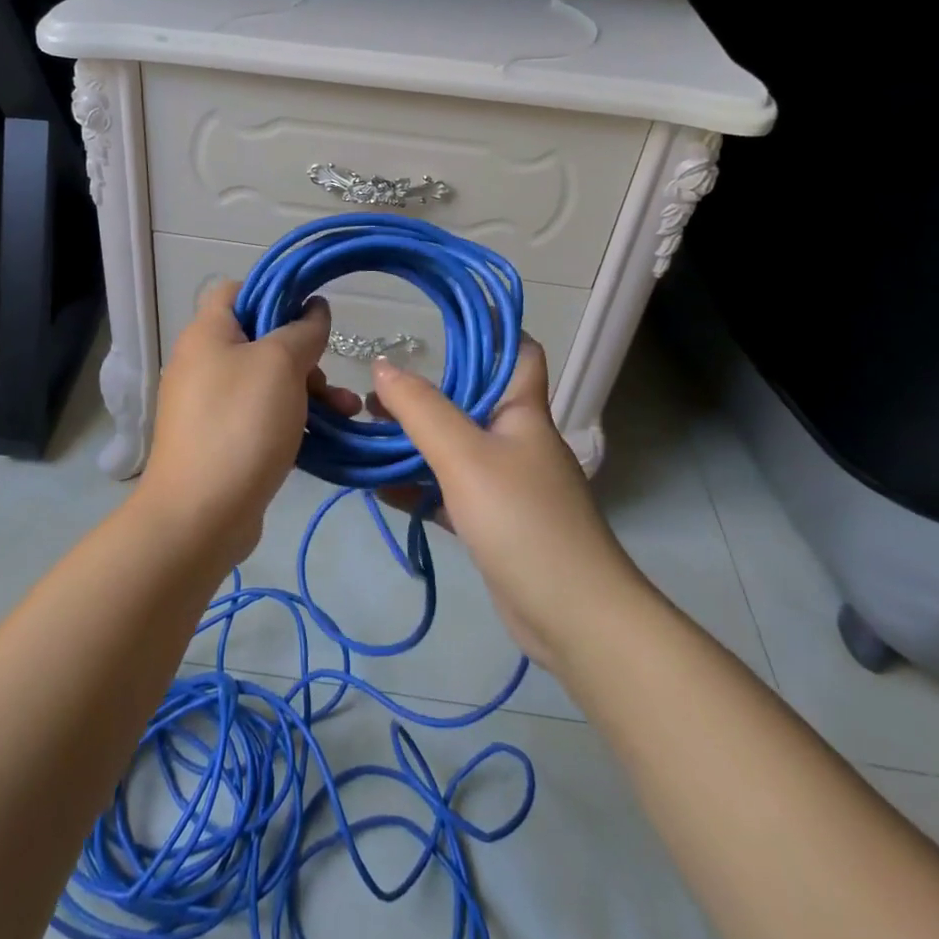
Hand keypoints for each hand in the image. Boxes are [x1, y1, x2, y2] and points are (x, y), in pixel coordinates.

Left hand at [140, 280, 360, 563]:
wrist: (199, 516)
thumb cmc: (240, 425)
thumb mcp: (280, 365)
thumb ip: (302, 330)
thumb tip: (314, 308)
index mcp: (207, 334)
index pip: (236, 290)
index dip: (274, 292)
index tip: (311, 312)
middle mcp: (203, 363)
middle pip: (259, 340)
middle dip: (303, 354)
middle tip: (328, 375)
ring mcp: (210, 406)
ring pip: (267, 382)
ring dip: (309, 390)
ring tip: (348, 411)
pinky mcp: (222, 441)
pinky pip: (262, 417)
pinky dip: (293, 420)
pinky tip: (327, 436)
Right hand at [369, 338, 643, 668]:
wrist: (571, 616)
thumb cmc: (522, 520)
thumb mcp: (465, 457)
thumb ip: (421, 410)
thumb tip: (382, 366)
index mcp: (523, 411)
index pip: (517, 352)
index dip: (488, 330)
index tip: (438, 322)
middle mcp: (516, 440)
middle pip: (471, 400)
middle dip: (426, 391)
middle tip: (376, 388)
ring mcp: (505, 484)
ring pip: (454, 448)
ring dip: (414, 439)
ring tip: (366, 428)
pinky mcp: (492, 522)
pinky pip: (447, 491)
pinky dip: (415, 485)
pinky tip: (376, 485)